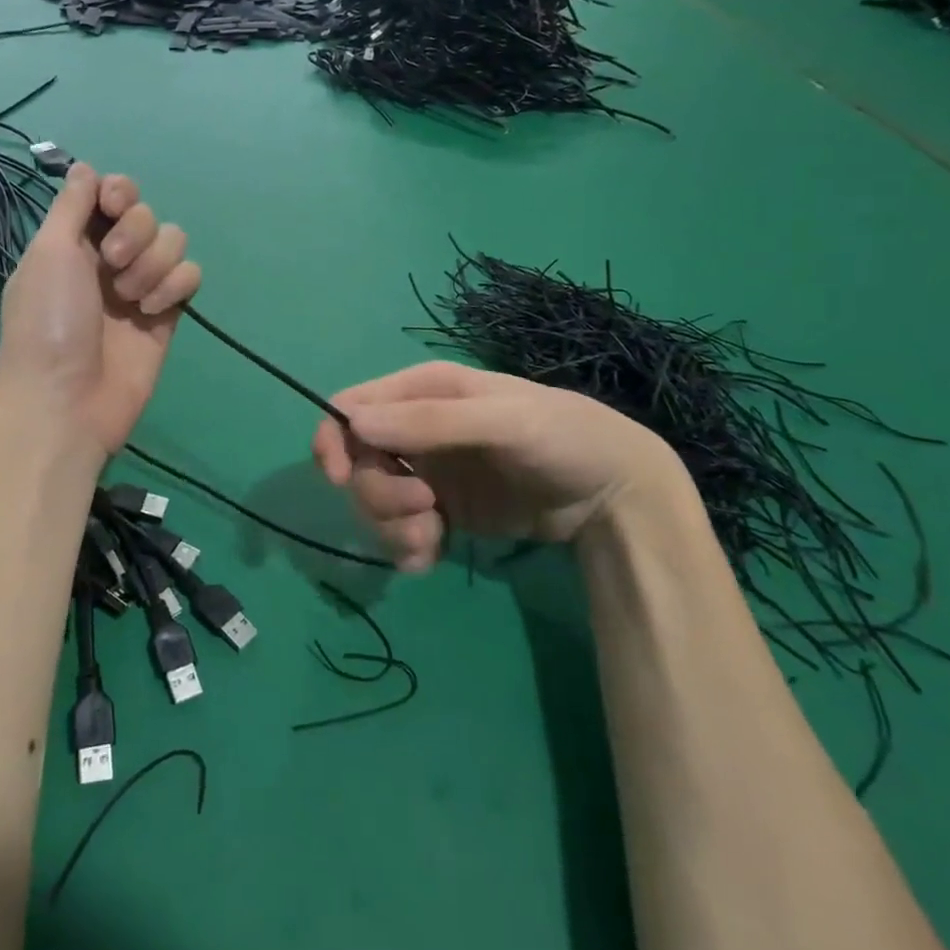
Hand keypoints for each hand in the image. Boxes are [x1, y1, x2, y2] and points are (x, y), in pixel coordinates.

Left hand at [0, 164, 201, 456]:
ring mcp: (140, 287)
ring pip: (173, 242)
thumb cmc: (47, 322)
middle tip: (114, 263)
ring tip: (131, 297)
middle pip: (146, 214)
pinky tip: (152, 311)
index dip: (119, 192)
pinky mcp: (167, 314)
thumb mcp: (48, 252)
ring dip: (155, 263)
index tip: (114, 203)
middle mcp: (108, 259)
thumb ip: (71, 205)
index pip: (110, 195)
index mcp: (74, 241)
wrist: (67, 401)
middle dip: (136, 232)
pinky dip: (175, 286)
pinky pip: (190, 277)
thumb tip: (84, 167)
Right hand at [311, 361, 686, 571]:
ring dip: (393, 527)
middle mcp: (416, 431)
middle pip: (358, 464)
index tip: (338, 477)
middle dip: (379, 494)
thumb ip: (431, 422)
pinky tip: (433, 557)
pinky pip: (399, 533)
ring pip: (374, 503)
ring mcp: (428, 473)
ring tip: (435, 538)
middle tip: (424, 509)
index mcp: (422, 392)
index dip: (333, 439)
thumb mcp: (504, 421)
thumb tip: (354, 423)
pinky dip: (406, 548)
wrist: (616, 495)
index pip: (350, 408)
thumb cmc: (563, 437)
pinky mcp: (442, 513)